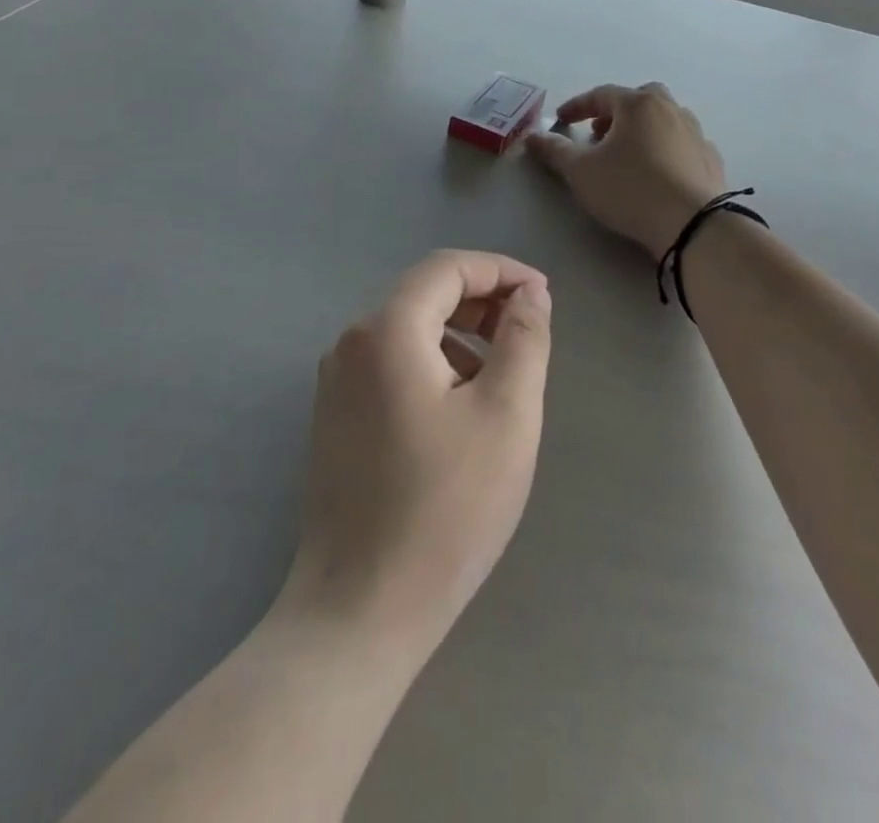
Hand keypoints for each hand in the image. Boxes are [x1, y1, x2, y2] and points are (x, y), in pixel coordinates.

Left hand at [280, 251, 551, 658]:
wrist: (359, 611)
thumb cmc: (445, 508)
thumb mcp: (507, 415)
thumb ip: (524, 339)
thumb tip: (530, 292)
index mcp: (386, 330)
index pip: (447, 267)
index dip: (501, 270)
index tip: (543, 297)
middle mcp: (351, 342)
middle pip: (425, 294)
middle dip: (482, 300)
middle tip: (529, 330)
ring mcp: (336, 381)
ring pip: (409, 329)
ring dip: (460, 333)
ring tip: (502, 373)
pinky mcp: (335, 416)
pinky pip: (391, 363)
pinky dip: (433, 363)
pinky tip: (460, 406)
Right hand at [527, 83, 727, 260]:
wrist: (694, 224)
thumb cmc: (630, 189)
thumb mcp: (582, 172)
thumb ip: (556, 151)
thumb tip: (533, 137)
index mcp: (638, 104)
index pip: (601, 95)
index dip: (577, 107)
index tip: (560, 120)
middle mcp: (670, 109)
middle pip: (640, 99)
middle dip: (616, 112)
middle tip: (599, 132)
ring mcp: (696, 133)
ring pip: (664, 119)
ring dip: (643, 129)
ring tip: (627, 154)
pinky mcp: (711, 159)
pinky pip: (682, 144)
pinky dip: (666, 149)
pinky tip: (658, 171)